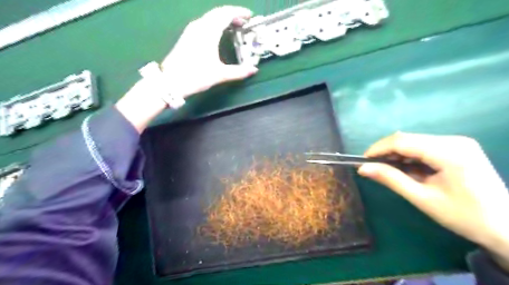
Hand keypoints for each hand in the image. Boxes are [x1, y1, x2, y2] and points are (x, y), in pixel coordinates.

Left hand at [161, 6, 258, 98]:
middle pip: (218, 13)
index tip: (251, 17)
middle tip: (245, 23)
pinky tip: (220, 34)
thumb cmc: (196, 76)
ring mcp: (192, 30)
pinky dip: (216, 24)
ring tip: (235, 27)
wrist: (170, 81)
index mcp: (209, 32)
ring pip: (211, 17)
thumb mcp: (220, 75)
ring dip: (224, 19)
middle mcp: (200, 26)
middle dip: (233, 15)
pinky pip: (205, 23)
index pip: (226, 14)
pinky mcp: (187, 36)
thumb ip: (238, 72)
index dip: (240, 12)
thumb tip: (254, 70)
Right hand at [357, 133, 508, 268]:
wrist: (508, 227)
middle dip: (386, 152)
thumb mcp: (422, 198)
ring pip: (414, 142)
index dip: (378, 148)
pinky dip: (410, 157)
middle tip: (373, 168)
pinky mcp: (458, 148)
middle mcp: (454, 140)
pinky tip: (406, 169)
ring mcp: (458, 143)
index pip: (402, 141)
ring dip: (397, 154)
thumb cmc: (464, 216)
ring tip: (387, 170)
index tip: (362, 161)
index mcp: (449, 152)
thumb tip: (363, 168)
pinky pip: (425, 147)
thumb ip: (391, 179)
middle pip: (407, 139)